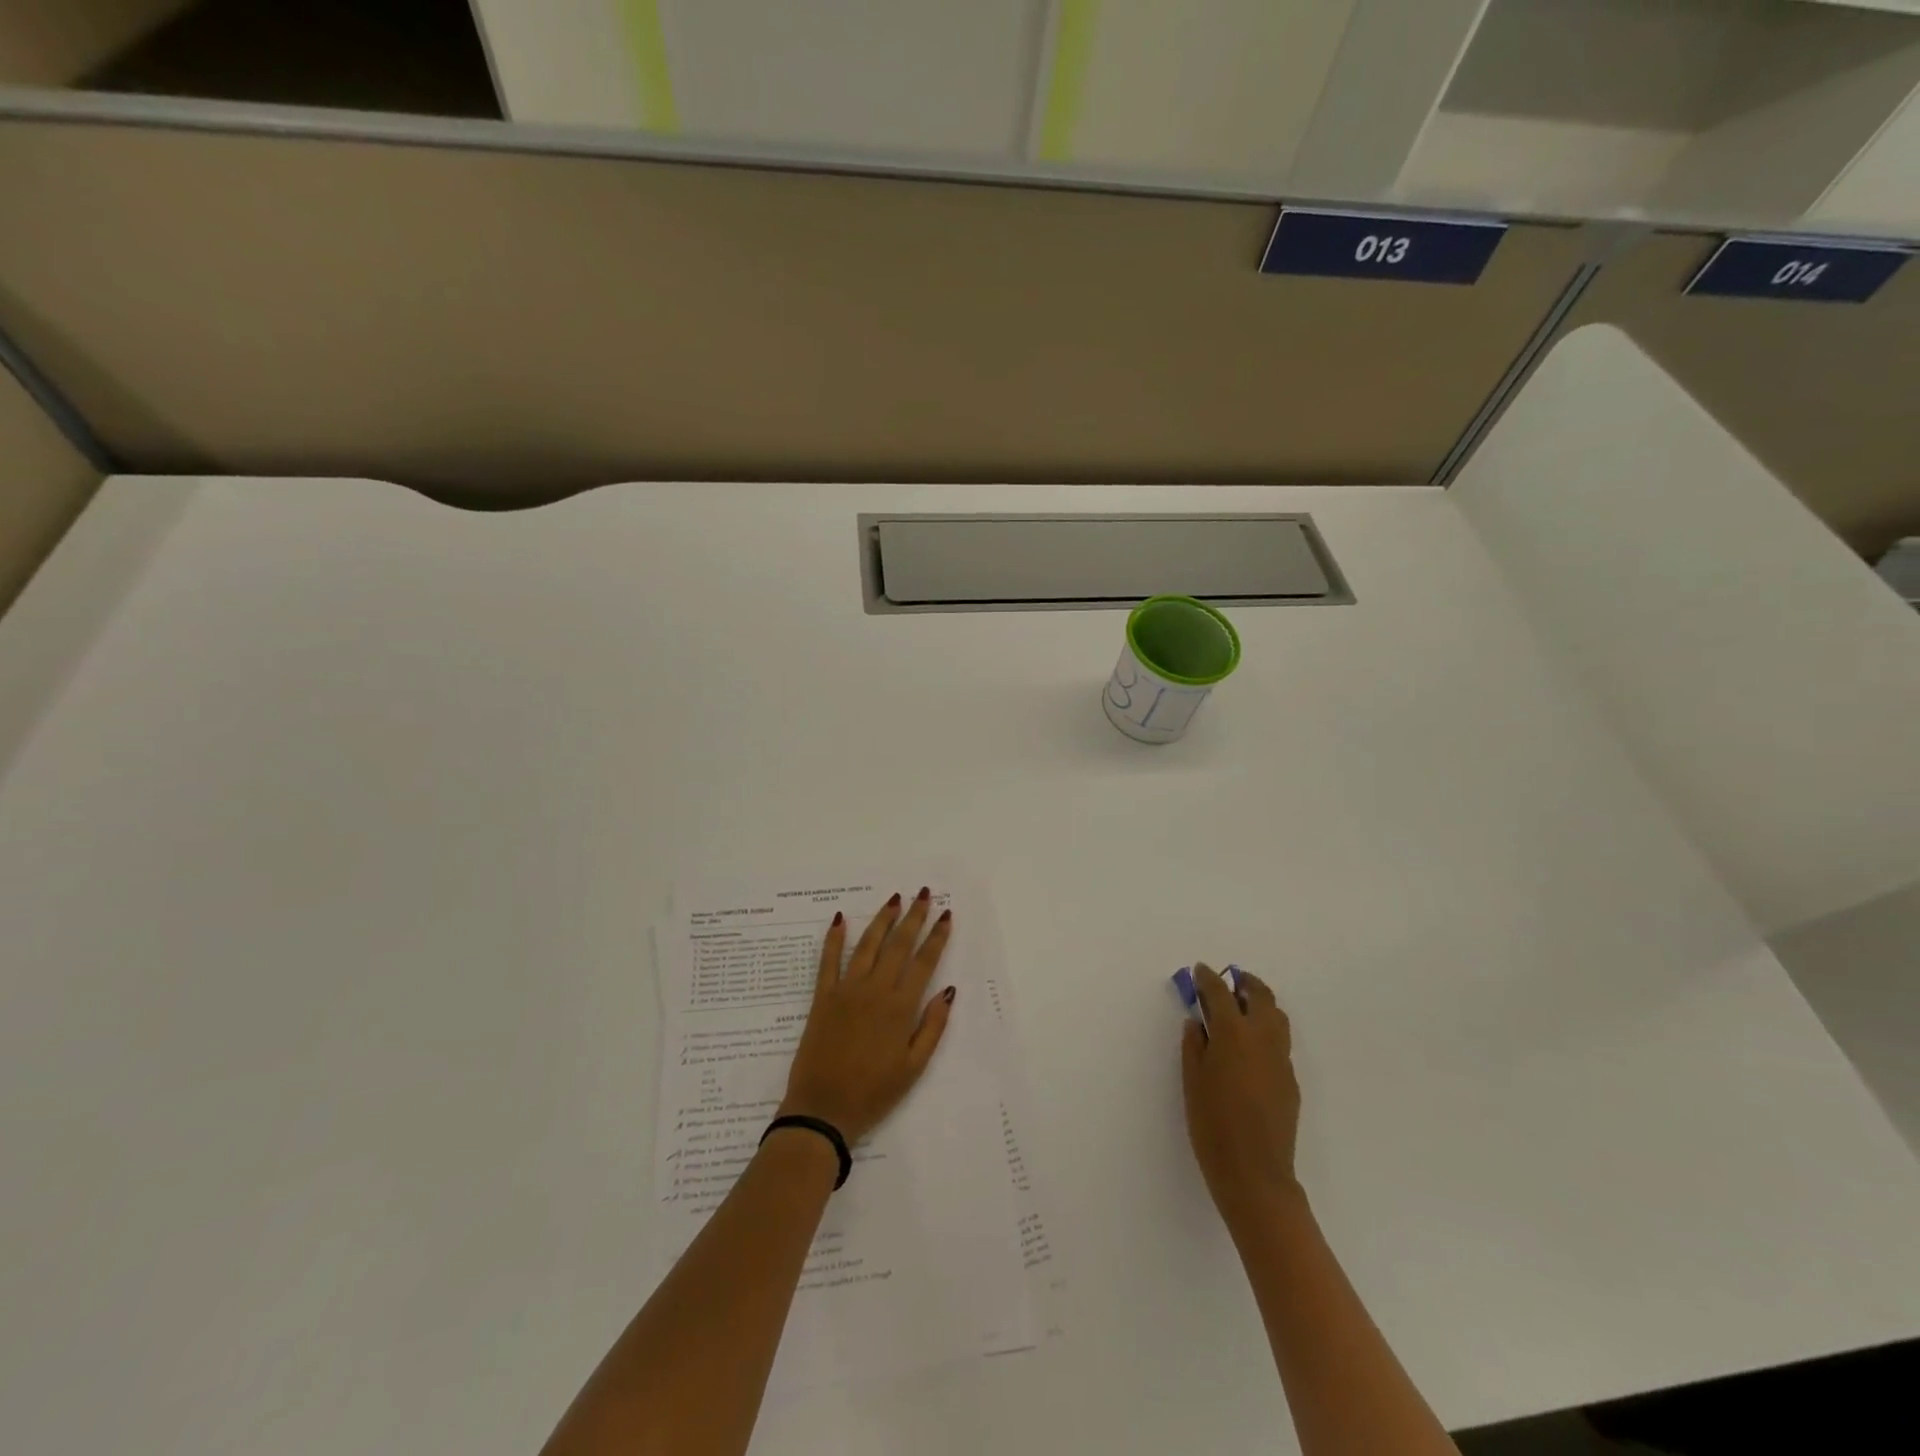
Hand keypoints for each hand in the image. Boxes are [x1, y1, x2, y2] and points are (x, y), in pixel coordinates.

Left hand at [779, 890, 956, 1143]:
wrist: (822, 1109)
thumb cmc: (874, 1093)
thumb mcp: (913, 1068)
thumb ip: (932, 1027)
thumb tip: (948, 991)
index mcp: (900, 1008)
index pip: (924, 962)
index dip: (937, 937)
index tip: (946, 915)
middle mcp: (875, 990)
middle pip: (898, 945)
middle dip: (914, 917)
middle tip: (924, 894)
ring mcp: (846, 990)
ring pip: (868, 945)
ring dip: (882, 919)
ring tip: (894, 899)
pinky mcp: (823, 997)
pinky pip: (828, 961)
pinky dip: (834, 939)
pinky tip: (841, 919)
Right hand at [1181, 964, 1303, 1229]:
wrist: (1255, 1174)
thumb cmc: (1212, 1125)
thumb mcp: (1192, 1081)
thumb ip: (1194, 1045)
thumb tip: (1198, 1022)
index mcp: (1233, 1033)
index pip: (1220, 993)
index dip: (1208, 978)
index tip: (1199, 970)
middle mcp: (1262, 1038)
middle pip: (1260, 996)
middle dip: (1244, 982)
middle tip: (1229, 980)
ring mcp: (1281, 1059)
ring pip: (1277, 1016)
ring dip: (1260, 1002)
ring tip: (1243, 1005)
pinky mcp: (1291, 1080)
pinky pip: (1280, 1041)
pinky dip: (1267, 1030)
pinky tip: (1251, 1046)